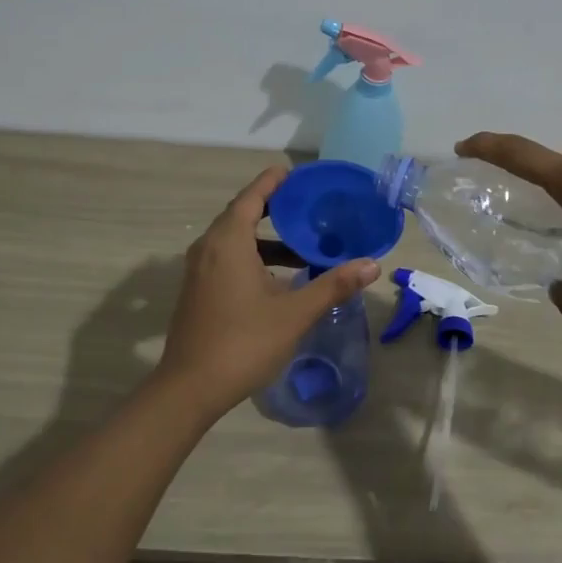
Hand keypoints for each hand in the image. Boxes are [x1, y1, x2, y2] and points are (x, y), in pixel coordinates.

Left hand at [158, 166, 381, 417]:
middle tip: (308, 207)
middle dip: (274, 208)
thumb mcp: (295, 313)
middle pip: (242, 214)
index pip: (252, 196)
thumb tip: (372, 265)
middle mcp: (209, 248)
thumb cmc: (244, 343)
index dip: (274, 181)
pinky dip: (252, 256)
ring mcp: (199, 270)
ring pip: (234, 240)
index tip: (297, 174)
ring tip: (302, 245)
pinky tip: (279, 278)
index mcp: (228, 242)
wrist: (190, 388)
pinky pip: (227, 258)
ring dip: (266, 239)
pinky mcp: (198, 290)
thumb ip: (333, 285)